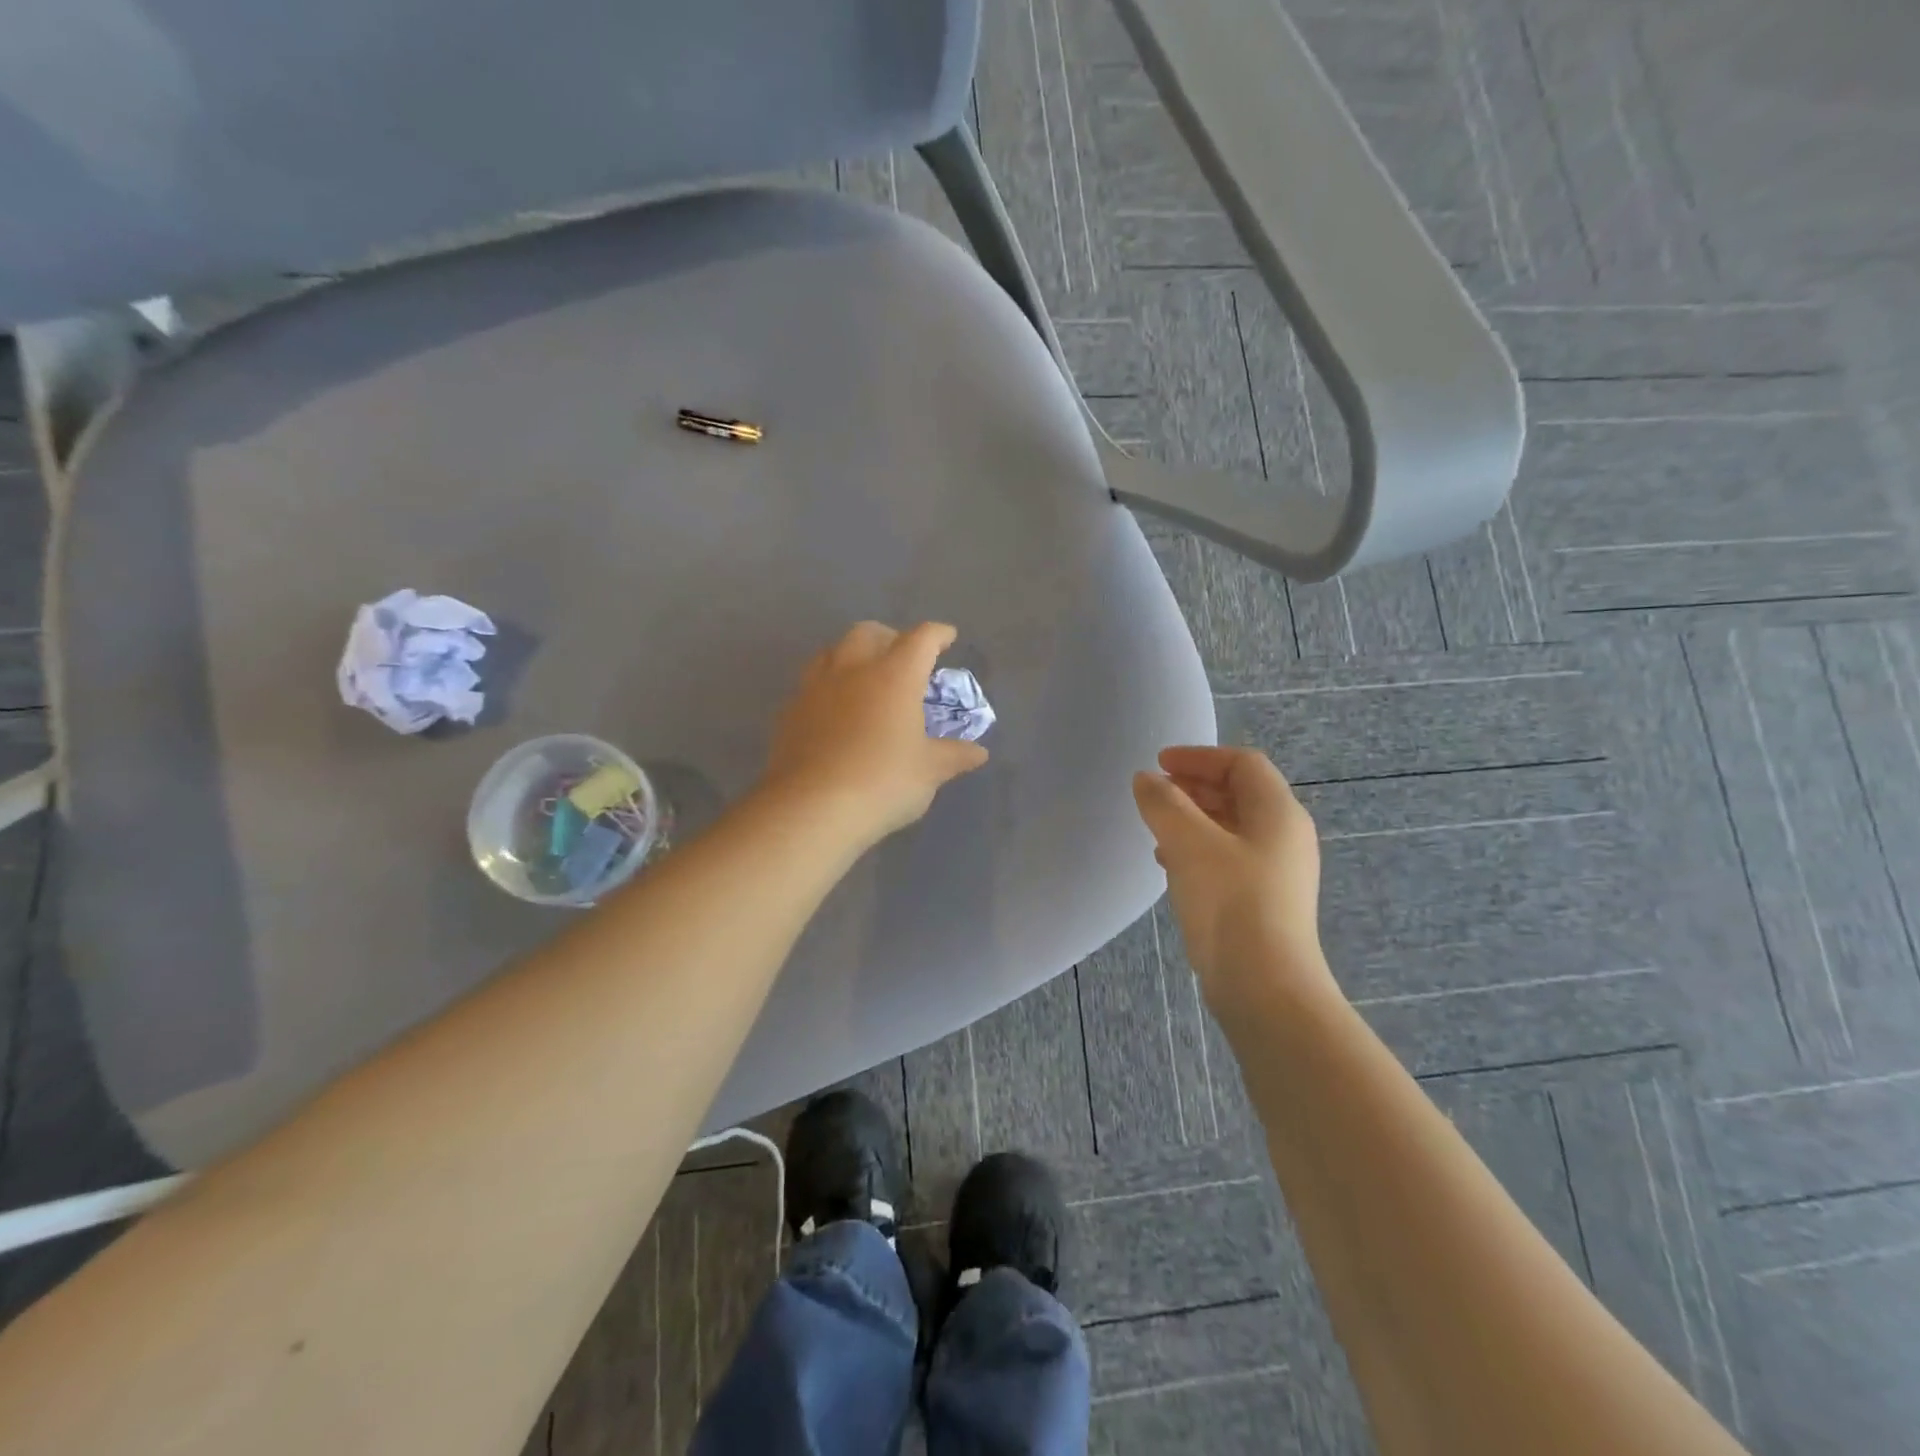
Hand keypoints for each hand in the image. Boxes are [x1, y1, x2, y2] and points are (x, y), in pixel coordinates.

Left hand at [762, 621, 988, 844]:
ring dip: (853, 655)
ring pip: (833, 651)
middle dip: (890, 637)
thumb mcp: (929, 772)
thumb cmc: (883, 783)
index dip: (937, 634)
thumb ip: (954, 756)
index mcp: (895, 675)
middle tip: (902, 658)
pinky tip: (834, 711)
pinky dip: (829, 686)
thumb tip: (978, 753)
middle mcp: (853, 669)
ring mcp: (816, 687)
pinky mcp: (790, 711)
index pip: (921, 639)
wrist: (811, 808)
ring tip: (865, 678)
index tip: (947, 638)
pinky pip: (812, 684)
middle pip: (869, 632)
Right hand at [1132, 746, 1334, 1011]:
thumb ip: (1164, 804)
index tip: (1159, 764)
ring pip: (1230, 828)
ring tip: (1156, 828)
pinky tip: (1169, 865)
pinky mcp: (1262, 902)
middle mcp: (1284, 837)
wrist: (1264, 986)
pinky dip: (1197, 850)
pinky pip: (1227, 859)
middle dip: (1194, 787)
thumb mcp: (1188, 843)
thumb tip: (1146, 780)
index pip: (1242, 763)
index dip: (1199, 757)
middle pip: (1239, 794)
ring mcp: (1276, 872)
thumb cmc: (1230, 901)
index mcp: (1278, 813)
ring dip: (1192, 819)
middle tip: (1154, 793)